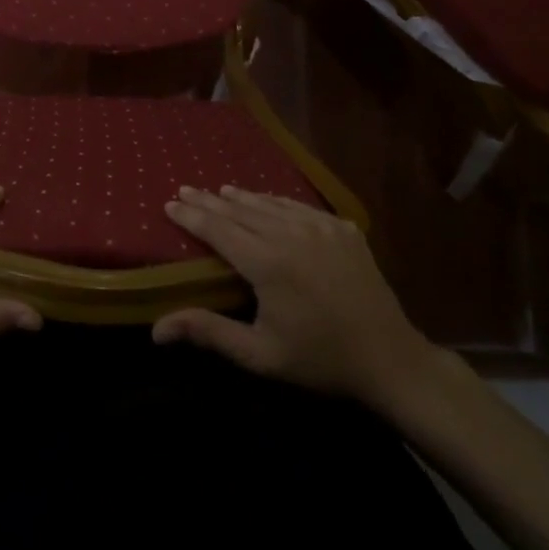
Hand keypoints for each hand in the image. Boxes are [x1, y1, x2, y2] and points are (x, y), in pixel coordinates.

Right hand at [153, 186, 435, 408]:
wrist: (391, 359)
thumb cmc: (319, 360)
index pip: (218, 229)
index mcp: (267, 262)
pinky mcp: (342, 228)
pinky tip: (267, 202)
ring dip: (241, 197)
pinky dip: (276, 203)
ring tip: (220, 191)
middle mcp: (290, 233)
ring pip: (270, 203)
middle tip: (186, 189)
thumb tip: (157, 330)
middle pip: (240, 209)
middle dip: (209, 200)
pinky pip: (299, 207)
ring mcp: (320, 226)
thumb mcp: (260, 354)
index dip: (191, 216)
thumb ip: (209, 332)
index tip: (169, 204)